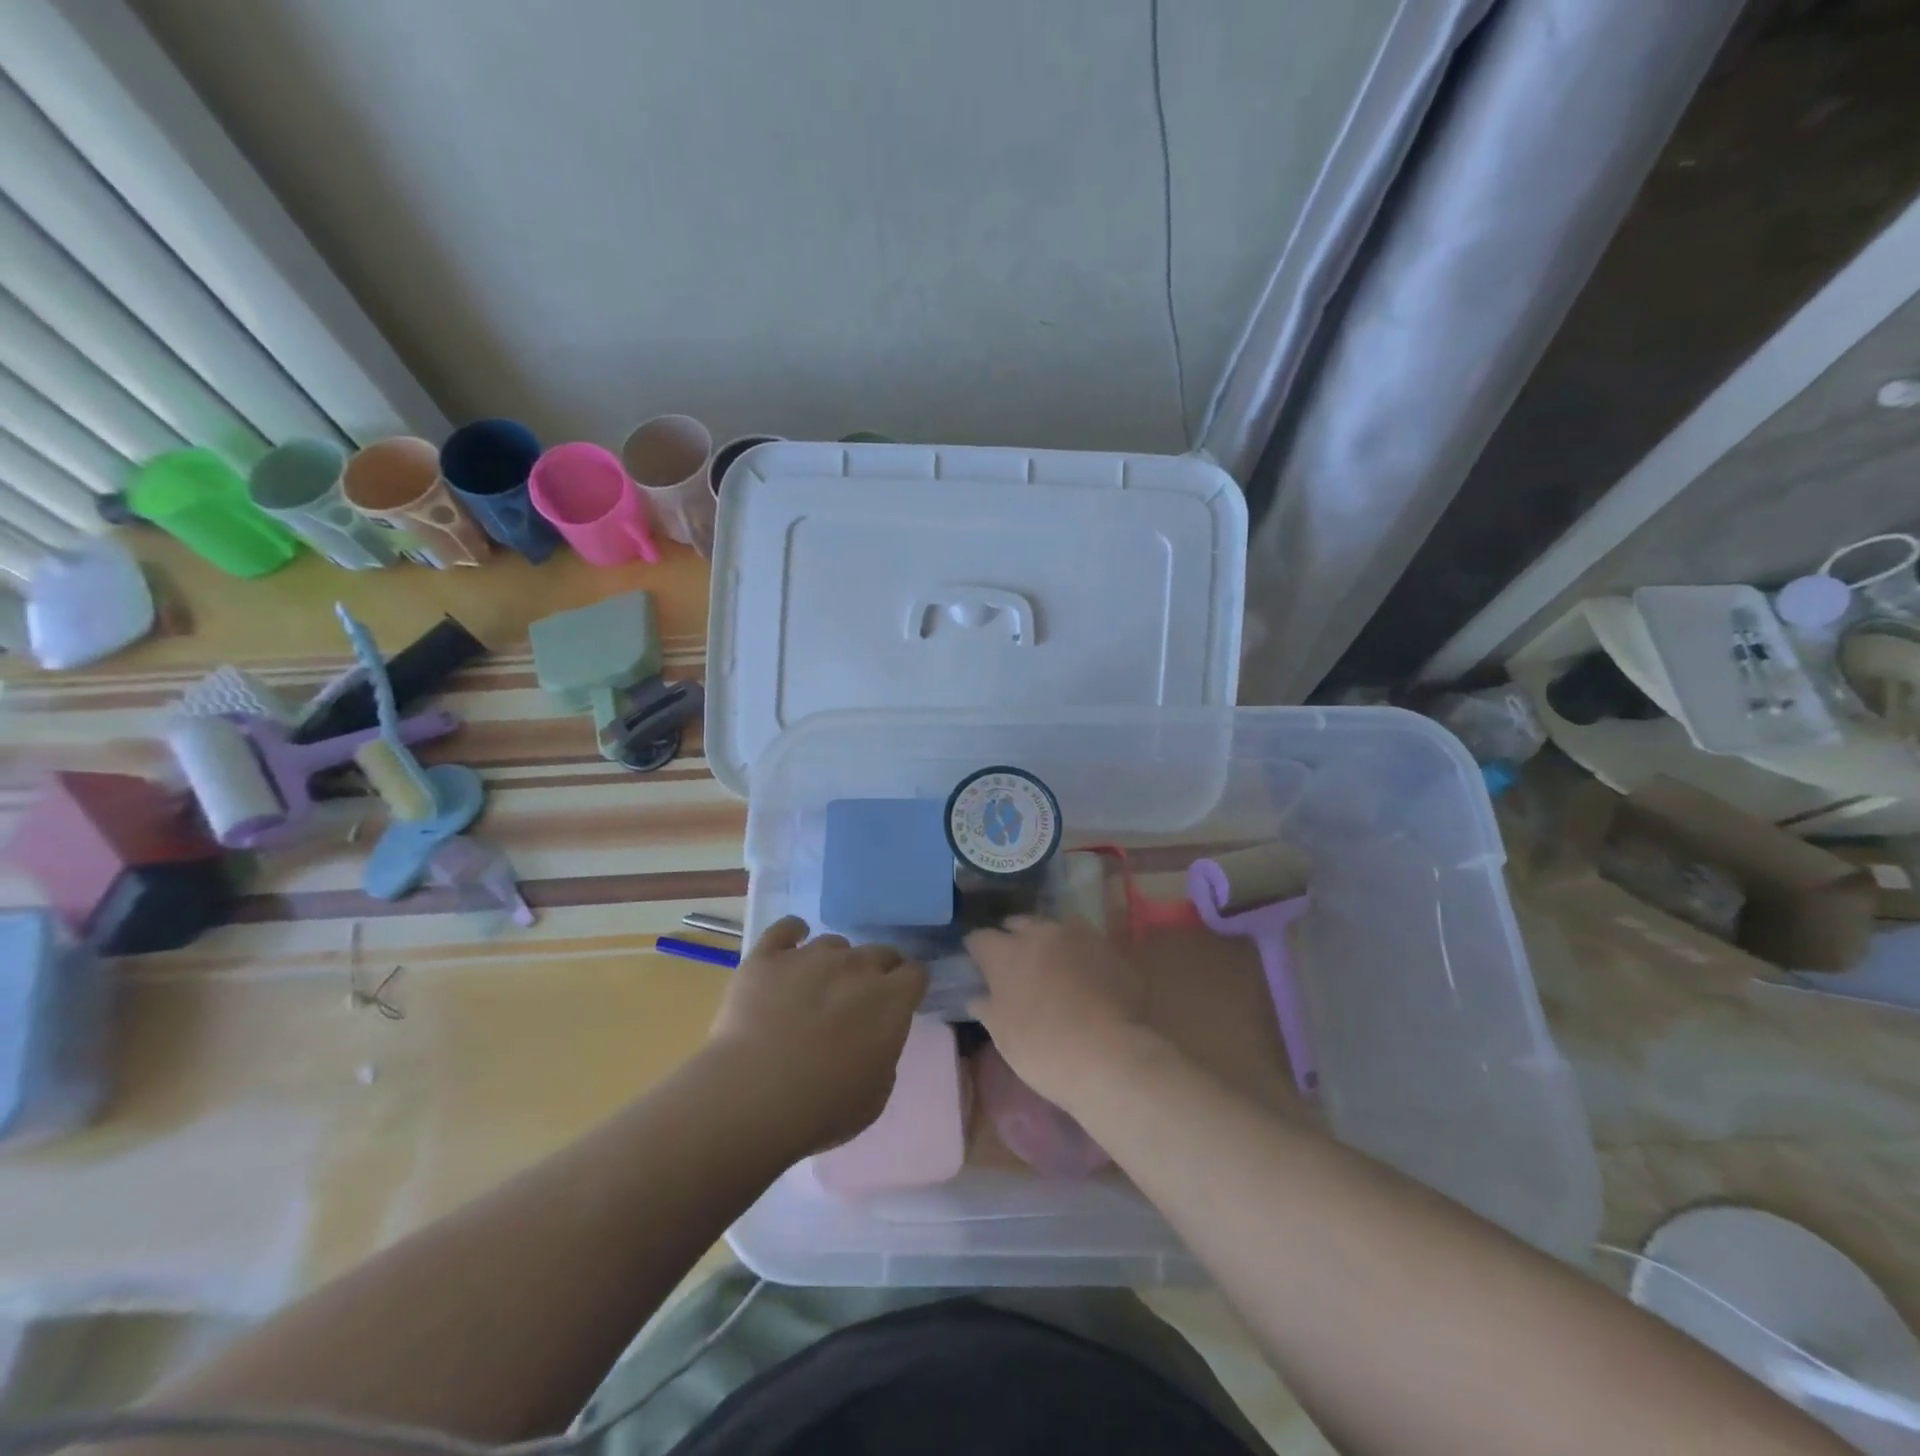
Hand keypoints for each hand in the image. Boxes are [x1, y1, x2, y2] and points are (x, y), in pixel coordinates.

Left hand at [708, 916, 927, 1154]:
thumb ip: (883, 1053)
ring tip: (816, 987)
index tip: (899, 1003)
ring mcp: (811, 955)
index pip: (916, 973)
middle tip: (859, 1000)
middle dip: (877, 971)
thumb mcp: (875, 1094)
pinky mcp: (768, 957)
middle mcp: (856, 966)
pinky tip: (791, 944)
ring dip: (834, 962)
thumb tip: (874, 1036)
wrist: (753, 1097)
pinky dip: (792, 933)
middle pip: (880, 952)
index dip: (908, 987)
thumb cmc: (822, 1108)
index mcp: (891, 999)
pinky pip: (786, 929)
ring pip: (834, 943)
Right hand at [964, 916, 1158, 1111]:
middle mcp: (1040, 933)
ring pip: (1053, 927)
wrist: (1117, 1055)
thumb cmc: (1048, 1050)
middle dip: (1011, 938)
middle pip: (1018, 924)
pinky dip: (1077, 951)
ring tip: (1048, 962)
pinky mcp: (1110, 947)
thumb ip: (988, 1008)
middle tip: (1012, 962)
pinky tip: (1081, 970)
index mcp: (1007, 953)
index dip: (975, 950)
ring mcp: (1079, 936)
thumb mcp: (1005, 1037)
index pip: (979, 938)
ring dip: (1046, 940)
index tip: (975, 963)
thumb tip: (978, 996)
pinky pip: (1084, 941)